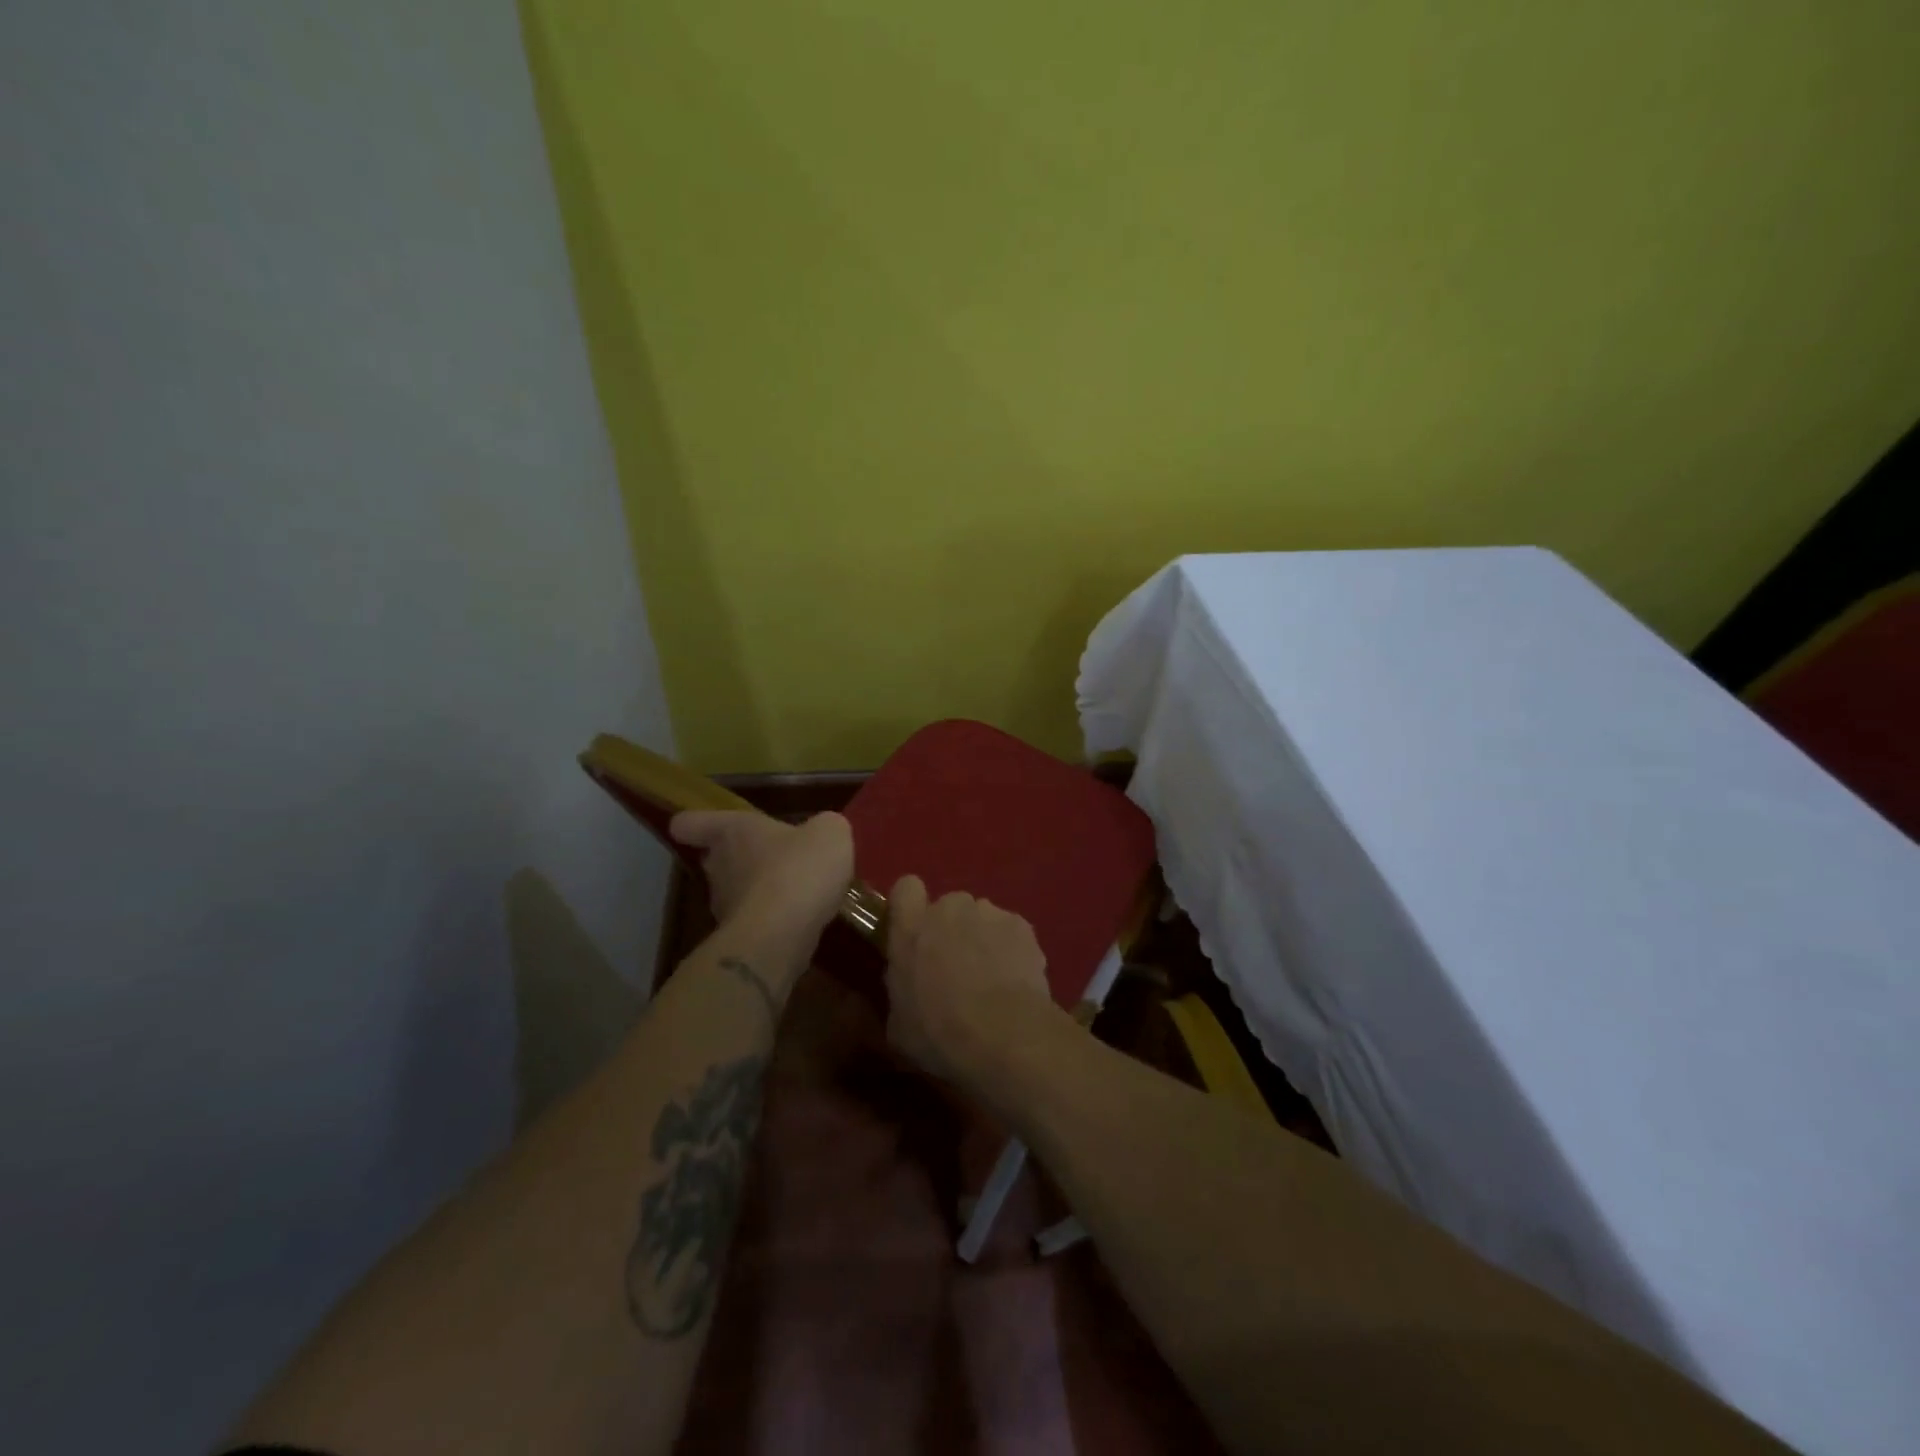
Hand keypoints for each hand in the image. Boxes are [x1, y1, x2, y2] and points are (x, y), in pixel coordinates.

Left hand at [670, 810, 853, 940]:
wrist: (782, 935)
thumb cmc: (799, 868)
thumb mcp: (829, 833)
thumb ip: (824, 827)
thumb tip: (821, 833)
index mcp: (732, 831)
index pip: (691, 823)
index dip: (694, 823)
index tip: (697, 826)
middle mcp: (719, 866)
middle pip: (714, 857)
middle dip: (740, 857)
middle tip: (772, 857)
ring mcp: (725, 906)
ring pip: (736, 891)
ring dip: (759, 890)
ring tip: (796, 892)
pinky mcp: (739, 938)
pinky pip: (756, 920)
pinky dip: (774, 919)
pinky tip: (802, 918)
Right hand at [882, 875, 1063, 1086]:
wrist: (1002, 1036)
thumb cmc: (939, 1033)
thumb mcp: (899, 1025)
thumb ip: (901, 990)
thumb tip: (908, 988)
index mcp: (911, 927)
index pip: (906, 888)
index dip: (911, 906)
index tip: (915, 931)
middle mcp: (949, 908)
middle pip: (948, 906)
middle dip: (951, 929)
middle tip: (956, 967)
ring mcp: (989, 913)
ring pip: (982, 918)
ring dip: (982, 939)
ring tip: (991, 979)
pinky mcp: (1022, 926)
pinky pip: (1011, 932)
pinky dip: (1012, 950)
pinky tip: (1015, 982)